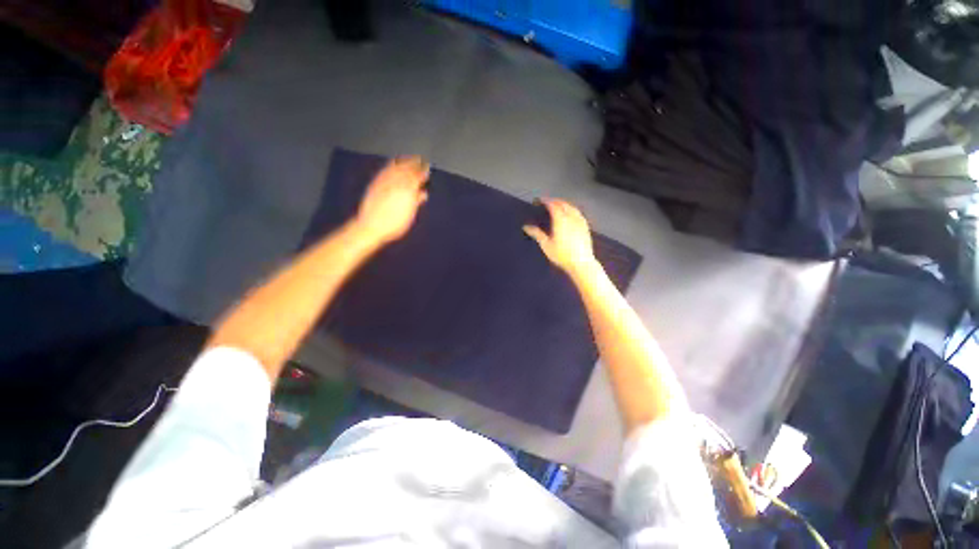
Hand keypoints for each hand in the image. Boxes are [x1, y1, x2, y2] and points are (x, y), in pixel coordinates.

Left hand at [356, 156, 429, 243]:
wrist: (371, 227)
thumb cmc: (394, 224)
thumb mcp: (409, 214)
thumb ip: (416, 201)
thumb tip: (423, 193)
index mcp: (406, 191)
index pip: (416, 177)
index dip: (422, 172)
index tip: (427, 168)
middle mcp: (395, 183)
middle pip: (406, 169)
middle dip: (414, 164)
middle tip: (420, 160)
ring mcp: (384, 182)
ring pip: (395, 167)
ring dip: (403, 162)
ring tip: (409, 159)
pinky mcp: (375, 184)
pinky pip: (385, 170)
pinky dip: (392, 165)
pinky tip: (393, 165)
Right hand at [523, 199, 597, 275]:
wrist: (581, 263)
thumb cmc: (562, 255)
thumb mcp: (546, 245)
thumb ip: (537, 234)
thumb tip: (526, 227)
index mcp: (560, 220)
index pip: (552, 205)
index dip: (545, 201)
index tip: (538, 201)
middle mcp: (571, 217)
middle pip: (562, 204)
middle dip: (554, 201)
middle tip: (546, 202)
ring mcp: (580, 221)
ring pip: (571, 207)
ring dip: (563, 204)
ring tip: (557, 205)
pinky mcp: (585, 227)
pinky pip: (578, 213)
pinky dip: (571, 209)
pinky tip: (570, 213)